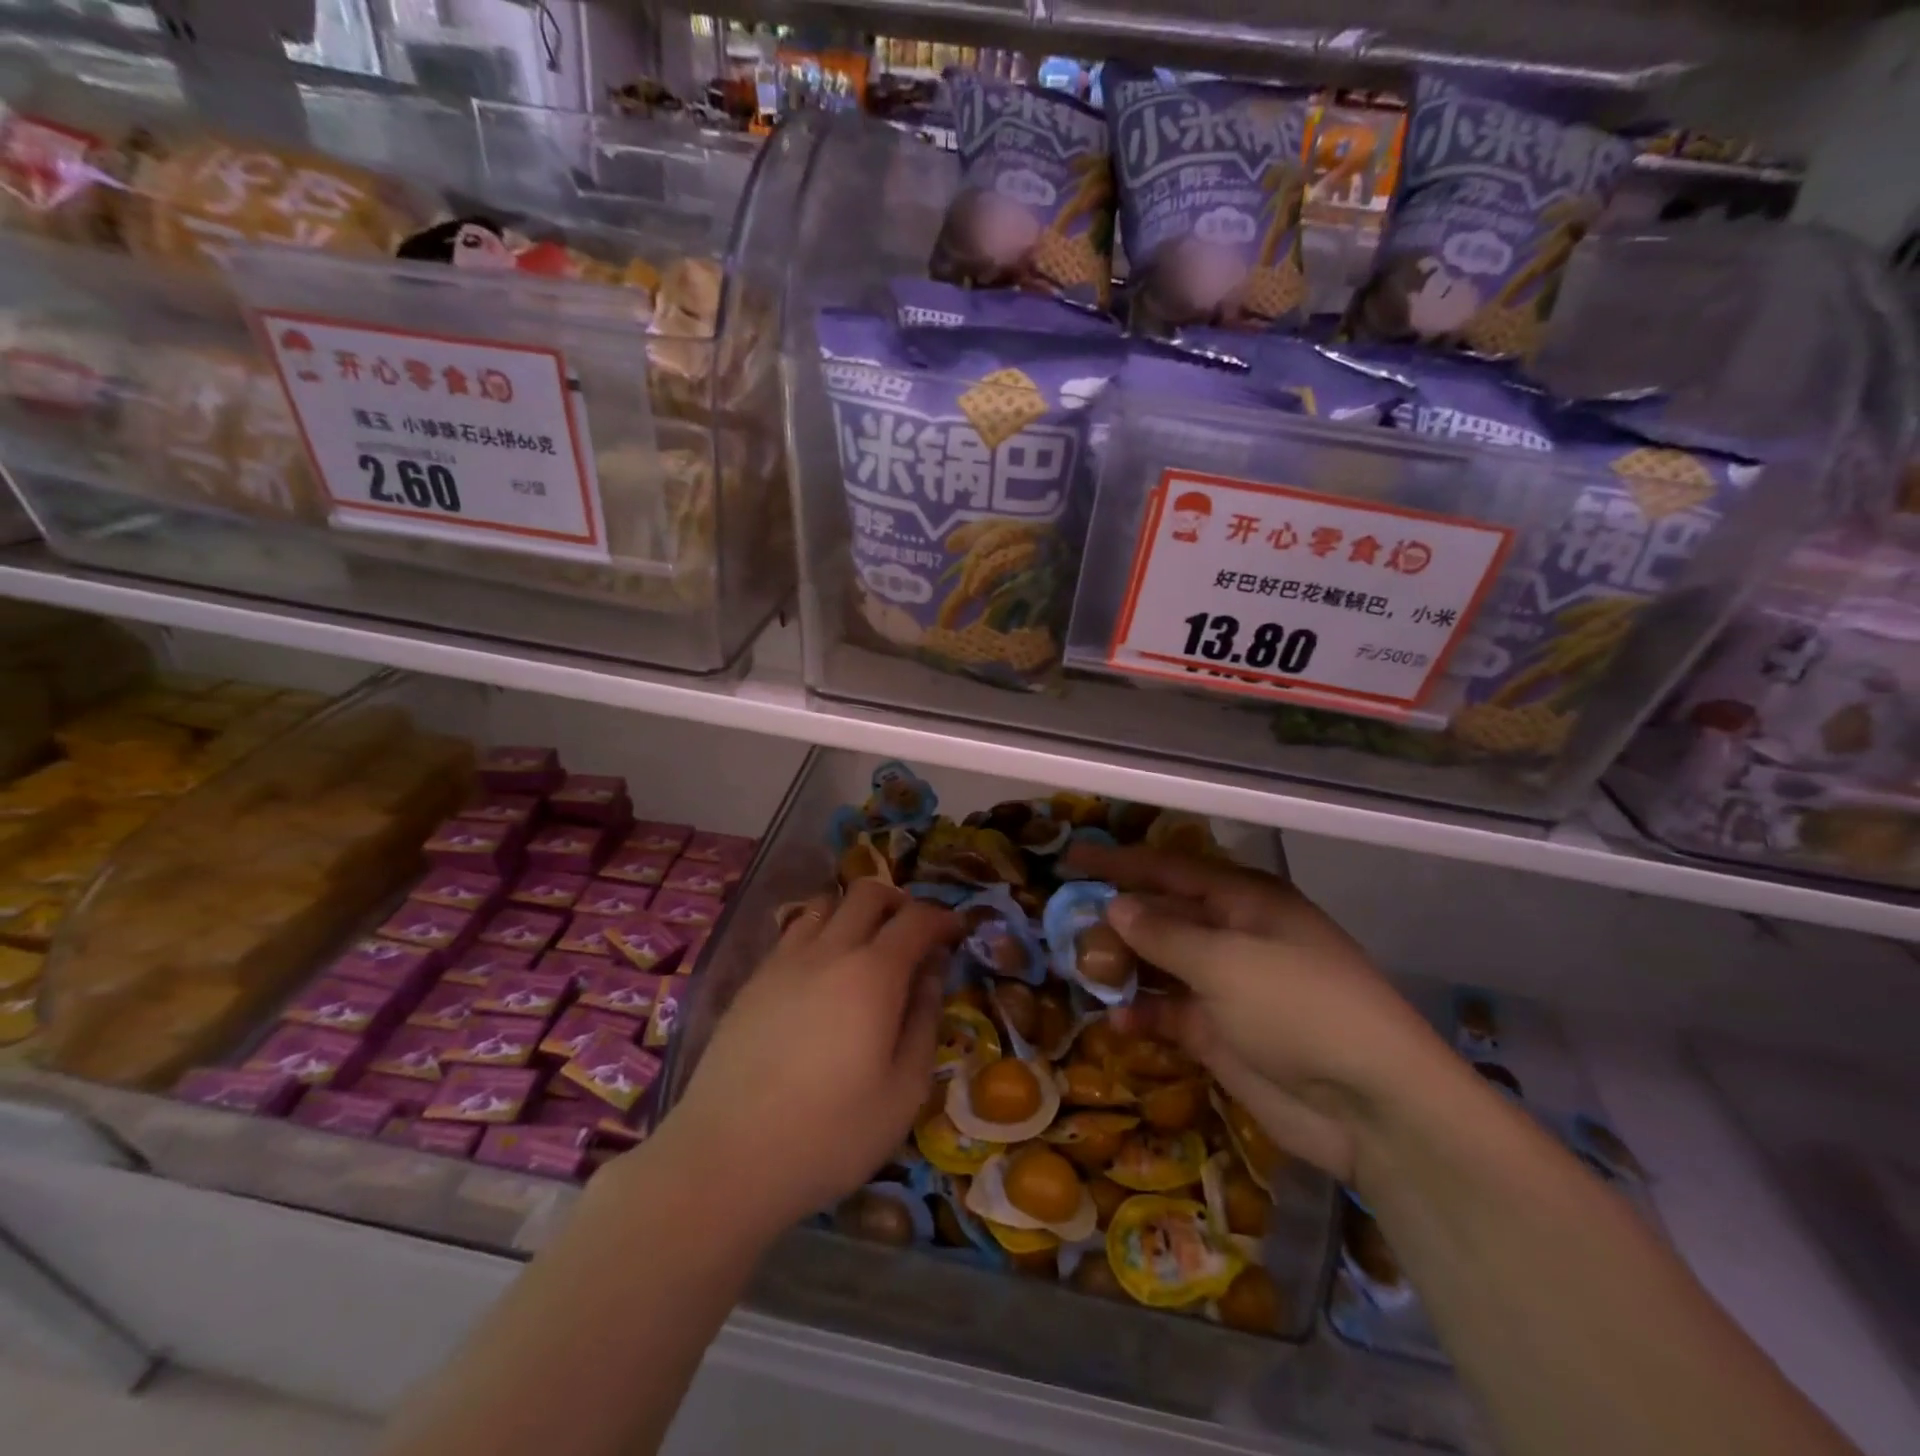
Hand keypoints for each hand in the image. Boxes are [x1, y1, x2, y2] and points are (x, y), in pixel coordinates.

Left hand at [649, 880, 960, 1237]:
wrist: (726, 1158)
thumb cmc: (830, 1134)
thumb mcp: (904, 1092)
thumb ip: (924, 1022)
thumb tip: (931, 974)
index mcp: (873, 974)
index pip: (916, 920)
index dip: (942, 919)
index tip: (956, 933)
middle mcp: (829, 951)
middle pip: (867, 893)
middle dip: (900, 902)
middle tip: (913, 934)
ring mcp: (784, 961)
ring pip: (825, 905)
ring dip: (854, 912)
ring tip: (866, 947)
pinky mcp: (752, 981)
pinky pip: (793, 933)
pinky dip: (820, 934)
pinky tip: (821, 975)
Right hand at [1065, 841, 1458, 1184]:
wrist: (1371, 1107)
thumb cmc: (1300, 1008)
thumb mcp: (1226, 962)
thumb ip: (1163, 933)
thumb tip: (1115, 905)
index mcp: (1243, 900)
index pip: (1169, 868)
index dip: (1118, 863)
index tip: (1071, 860)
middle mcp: (1232, 934)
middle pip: (1161, 915)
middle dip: (1115, 920)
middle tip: (1065, 929)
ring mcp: (1226, 985)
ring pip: (1159, 964)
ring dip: (1123, 968)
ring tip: (1082, 973)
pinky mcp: (1220, 1032)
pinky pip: (1169, 1012)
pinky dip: (1142, 1014)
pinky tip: (1116, 1023)